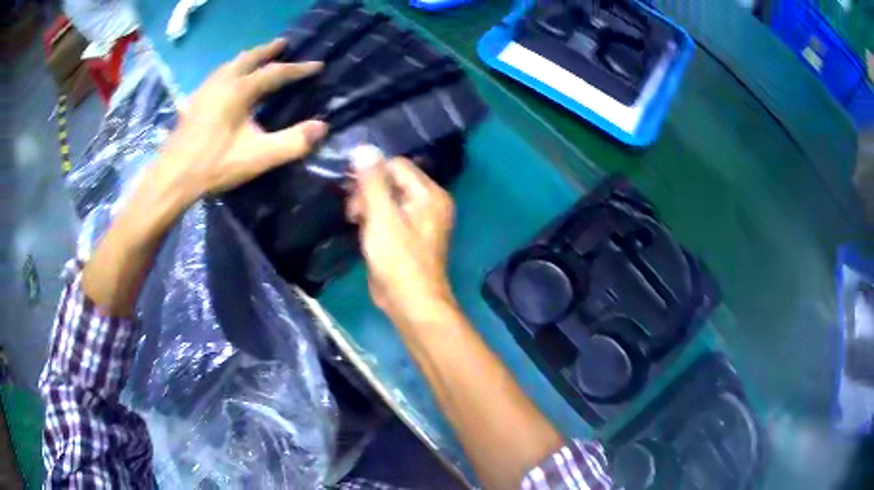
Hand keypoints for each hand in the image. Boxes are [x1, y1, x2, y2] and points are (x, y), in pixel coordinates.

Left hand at [155, 39, 327, 203]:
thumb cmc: (215, 164)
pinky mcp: (193, 102)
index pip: (276, 72)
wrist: (173, 177)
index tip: (318, 65)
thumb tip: (322, 127)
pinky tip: (225, 80)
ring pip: (230, 64)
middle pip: (249, 58)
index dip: (299, 69)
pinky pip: (216, 75)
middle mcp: (223, 82)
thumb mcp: (259, 157)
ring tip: (256, 57)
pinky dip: (229, 70)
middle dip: (269, 50)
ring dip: (247, 57)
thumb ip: (293, 142)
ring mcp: (205, 90)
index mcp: (240, 90)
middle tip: (283, 44)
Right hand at [348, 146, 456, 321]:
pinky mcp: (409, 235)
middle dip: (367, 191)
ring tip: (355, 222)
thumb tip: (363, 148)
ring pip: (388, 199)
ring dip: (368, 206)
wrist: (411, 302)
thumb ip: (372, 181)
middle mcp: (429, 202)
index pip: (396, 165)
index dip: (370, 172)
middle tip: (352, 211)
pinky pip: (389, 216)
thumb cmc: (398, 259)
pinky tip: (362, 230)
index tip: (348, 187)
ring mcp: (420, 220)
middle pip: (392, 181)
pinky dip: (374, 220)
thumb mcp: (381, 217)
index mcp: (429, 194)